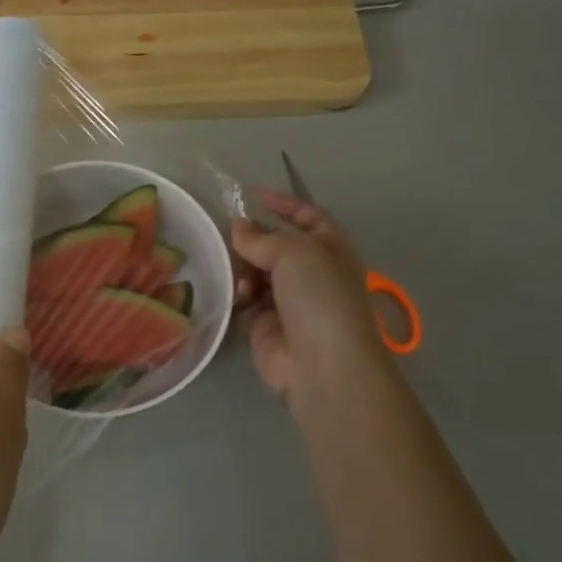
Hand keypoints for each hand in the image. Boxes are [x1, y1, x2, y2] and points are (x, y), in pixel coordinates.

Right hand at [231, 192, 391, 405]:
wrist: (321, 365)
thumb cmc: (319, 297)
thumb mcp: (295, 252)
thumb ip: (262, 237)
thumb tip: (238, 227)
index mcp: (331, 249)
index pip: (308, 217)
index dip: (284, 204)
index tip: (251, 195)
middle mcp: (311, 273)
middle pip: (276, 245)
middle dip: (254, 238)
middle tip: (230, 235)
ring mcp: (288, 301)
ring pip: (256, 271)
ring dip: (244, 267)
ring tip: (237, 272)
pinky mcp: (264, 325)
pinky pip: (245, 299)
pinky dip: (238, 294)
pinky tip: (238, 296)